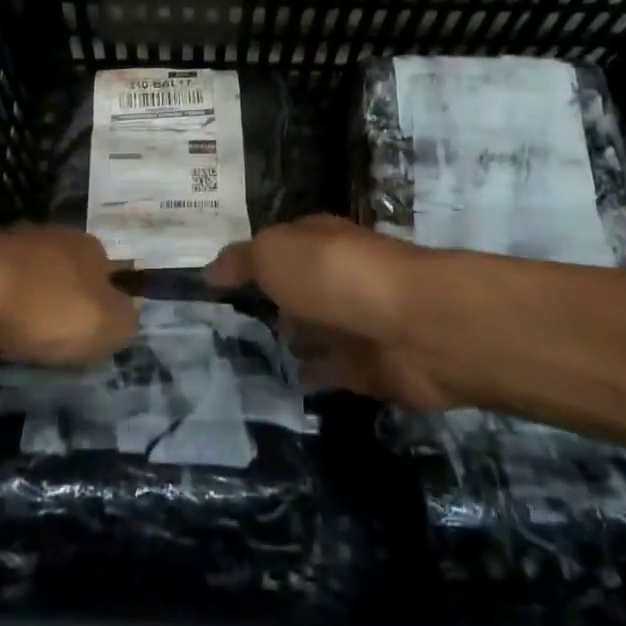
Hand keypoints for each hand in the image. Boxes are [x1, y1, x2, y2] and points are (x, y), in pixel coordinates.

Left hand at [0, 225, 136, 366]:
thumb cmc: (47, 308)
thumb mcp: (109, 325)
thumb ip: (126, 322)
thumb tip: (124, 317)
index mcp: (88, 246)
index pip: (108, 272)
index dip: (105, 305)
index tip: (95, 336)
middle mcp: (50, 237)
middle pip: (66, 276)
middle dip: (63, 307)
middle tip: (59, 344)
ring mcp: (6, 248)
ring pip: (28, 285)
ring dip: (27, 312)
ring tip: (23, 346)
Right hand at [206, 215, 457, 408]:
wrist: (415, 327)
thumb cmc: (335, 277)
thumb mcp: (274, 254)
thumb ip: (241, 261)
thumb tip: (209, 272)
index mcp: (318, 240)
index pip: (278, 245)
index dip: (251, 261)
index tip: (214, 284)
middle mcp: (337, 276)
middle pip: (296, 289)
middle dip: (269, 302)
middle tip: (222, 326)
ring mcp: (354, 322)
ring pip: (312, 330)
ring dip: (290, 340)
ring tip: (243, 358)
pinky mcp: (367, 367)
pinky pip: (328, 371)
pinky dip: (309, 375)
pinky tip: (278, 385)